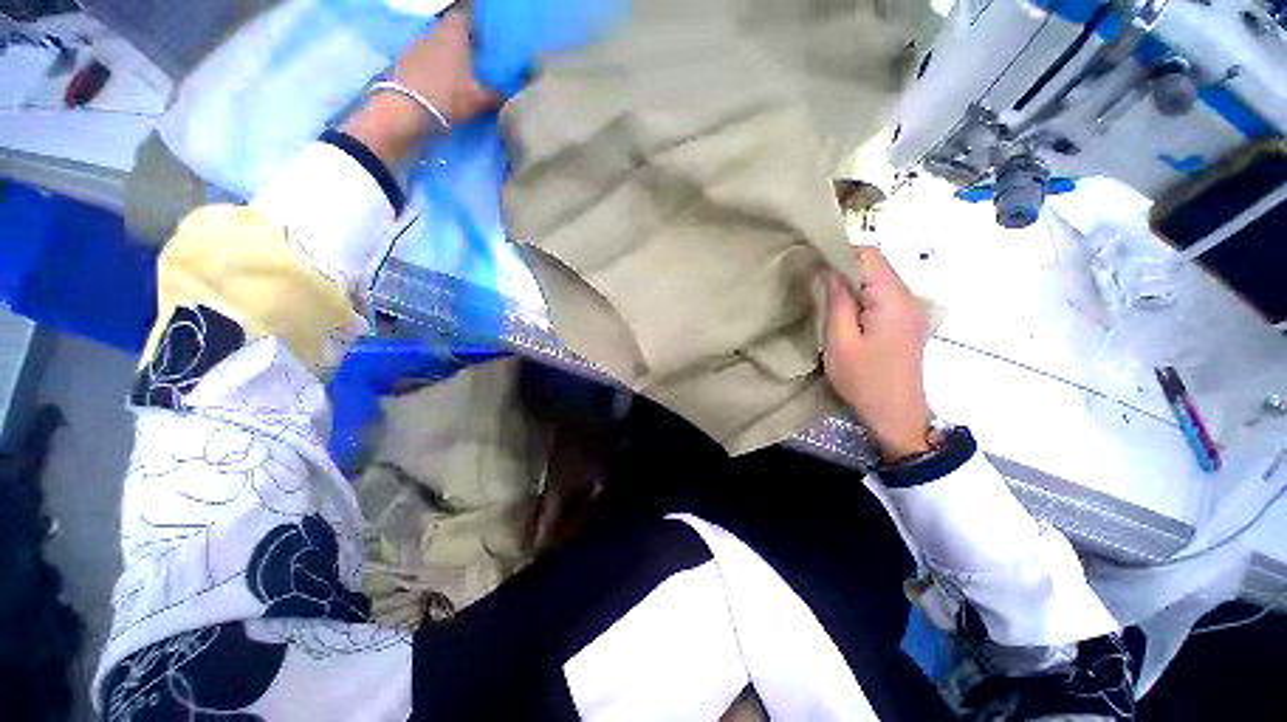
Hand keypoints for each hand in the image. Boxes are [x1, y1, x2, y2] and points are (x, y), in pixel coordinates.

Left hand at [341, 10, 498, 164]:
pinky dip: (437, 62)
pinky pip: (427, 54)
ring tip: (464, 69)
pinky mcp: (406, 58)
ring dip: (450, 51)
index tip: (488, 31)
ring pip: (440, 41)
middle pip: (453, 27)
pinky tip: (445, 78)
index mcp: (455, 31)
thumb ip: (496, 94)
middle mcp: (436, 30)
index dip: (478, 19)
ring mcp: (418, 43)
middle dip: (466, 37)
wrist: (406, 108)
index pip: (468, 12)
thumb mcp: (479, 100)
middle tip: (481, 53)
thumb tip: (509, 93)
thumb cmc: (448, 96)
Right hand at [824, 247, 932, 461]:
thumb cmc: (865, 380)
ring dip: (851, 282)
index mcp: (892, 299)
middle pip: (876, 265)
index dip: (840, 253)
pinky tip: (844, 310)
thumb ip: (837, 302)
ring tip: (824, 294)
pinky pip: (882, 296)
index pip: (869, 256)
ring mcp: (910, 310)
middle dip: (844, 266)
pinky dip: (861, 295)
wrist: (896, 414)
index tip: (813, 263)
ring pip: (878, 280)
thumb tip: (830, 271)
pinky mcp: (905, 322)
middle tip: (814, 280)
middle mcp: (908, 297)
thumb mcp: (841, 342)